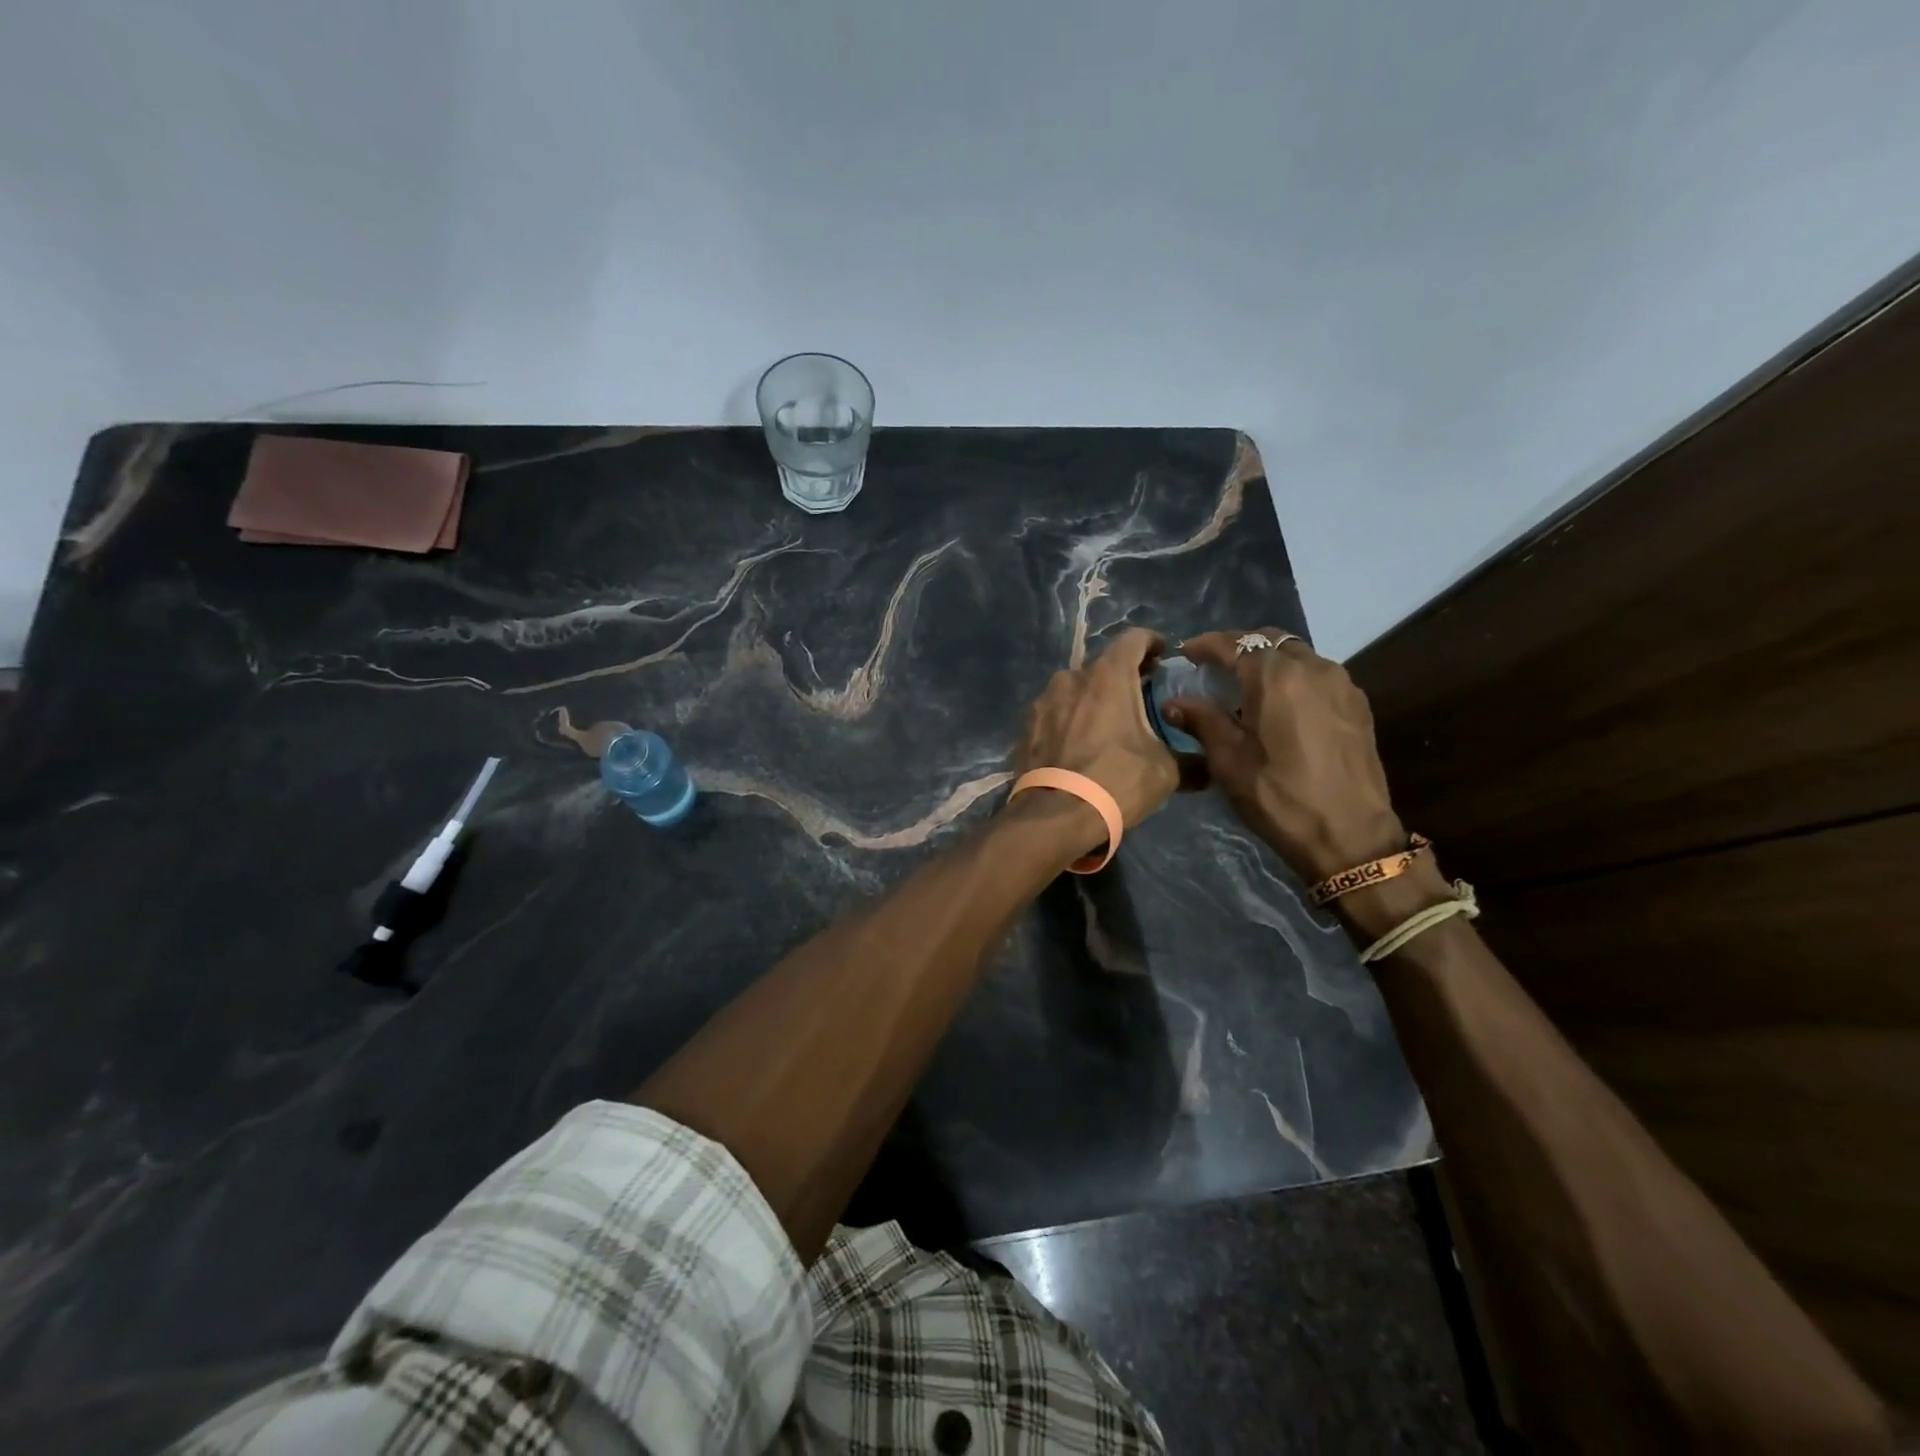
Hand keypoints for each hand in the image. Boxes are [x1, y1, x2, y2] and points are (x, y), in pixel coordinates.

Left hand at [1018, 627, 1180, 832]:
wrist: (1054, 816)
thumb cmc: (1116, 782)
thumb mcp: (1165, 772)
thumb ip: (1189, 760)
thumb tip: (1206, 768)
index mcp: (1108, 676)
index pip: (1133, 639)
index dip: (1152, 643)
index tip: (1163, 657)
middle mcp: (1072, 678)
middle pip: (1103, 666)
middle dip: (1124, 678)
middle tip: (1141, 699)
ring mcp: (1044, 701)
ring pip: (1076, 690)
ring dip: (1094, 700)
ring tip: (1108, 726)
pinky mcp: (1027, 726)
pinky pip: (1056, 714)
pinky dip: (1070, 721)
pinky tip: (1079, 746)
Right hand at [1164, 628, 1405, 881]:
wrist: (1350, 835)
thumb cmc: (1279, 796)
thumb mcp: (1228, 760)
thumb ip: (1201, 721)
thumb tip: (1174, 702)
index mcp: (1275, 677)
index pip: (1234, 643)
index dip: (1206, 645)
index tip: (1186, 653)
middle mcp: (1312, 668)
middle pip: (1269, 640)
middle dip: (1239, 647)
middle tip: (1215, 669)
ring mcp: (1341, 684)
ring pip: (1297, 655)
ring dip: (1268, 662)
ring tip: (1246, 688)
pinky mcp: (1357, 705)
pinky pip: (1318, 676)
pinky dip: (1293, 678)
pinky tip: (1280, 706)